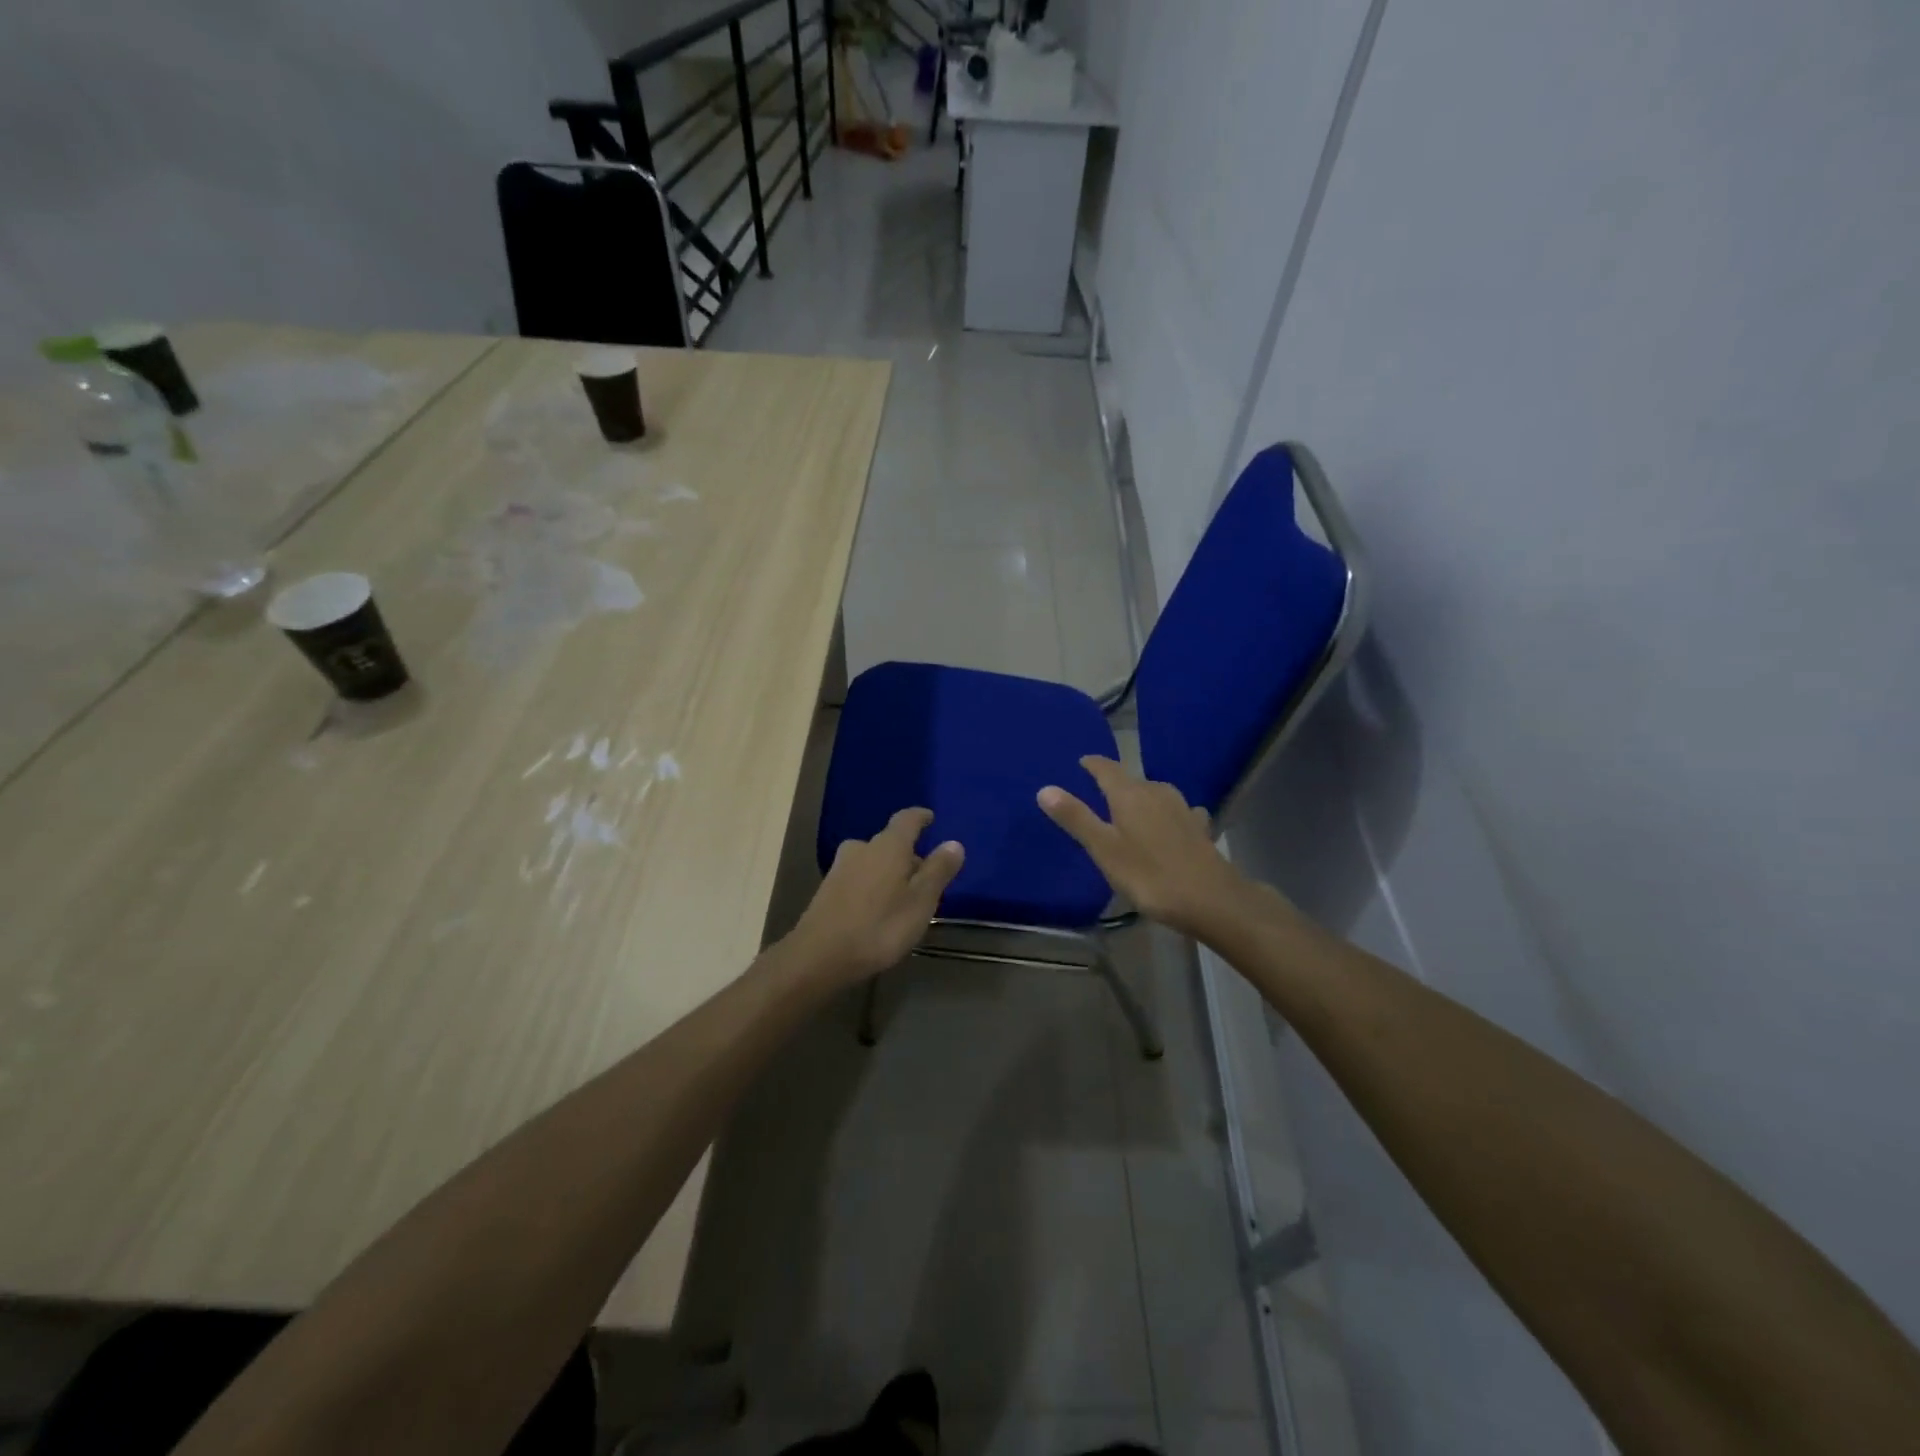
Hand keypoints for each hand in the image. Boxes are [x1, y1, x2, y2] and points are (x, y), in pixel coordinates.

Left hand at [787, 808, 964, 985]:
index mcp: (888, 846)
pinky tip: (877, 908)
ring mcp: (840, 868)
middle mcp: (862, 848)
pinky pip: (858, 877)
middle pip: (889, 843)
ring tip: (903, 895)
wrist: (819, 956)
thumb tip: (954, 843)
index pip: (907, 819)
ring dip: (889, 871)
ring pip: (872, 861)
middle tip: (924, 875)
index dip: (920, 817)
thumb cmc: (880, 926)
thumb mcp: (920, 901)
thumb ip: (938, 870)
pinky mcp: (827, 890)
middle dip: (907, 854)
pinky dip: (872, 885)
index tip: (930, 818)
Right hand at [1038, 756, 1246, 936]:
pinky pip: (1177, 812)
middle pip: (1131, 781)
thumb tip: (1045, 788)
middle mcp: (1157, 792)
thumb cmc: (1149, 875)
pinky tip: (1169, 826)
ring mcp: (1183, 808)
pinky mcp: (1200, 828)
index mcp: (1130, 794)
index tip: (1082, 762)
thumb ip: (1076, 818)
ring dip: (1141, 799)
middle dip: (1115, 785)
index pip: (1106, 768)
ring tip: (1130, 811)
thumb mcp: (1104, 849)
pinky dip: (1166, 815)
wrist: (1211, 899)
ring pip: (1155, 794)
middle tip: (1098, 795)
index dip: (1092, 764)